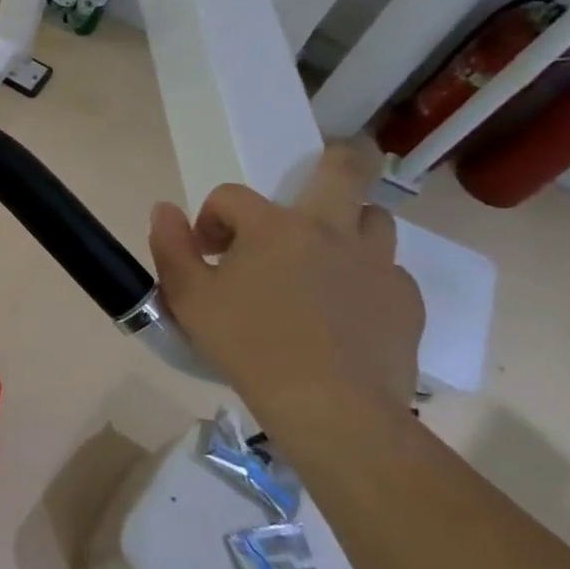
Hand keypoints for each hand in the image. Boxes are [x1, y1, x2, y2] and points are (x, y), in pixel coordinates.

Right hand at [148, 140, 424, 413]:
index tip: (207, 253)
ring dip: (347, 226)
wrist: (330, 409)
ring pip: (373, 219)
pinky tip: (346, 311)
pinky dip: (365, 279)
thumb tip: (164, 209)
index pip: (232, 196)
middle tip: (316, 177)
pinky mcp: (405, 301)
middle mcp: (330, 231)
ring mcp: (376, 265)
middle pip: (345, 169)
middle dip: (335, 159)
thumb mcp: (188, 298)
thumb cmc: (248, 347)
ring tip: (323, 258)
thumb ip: (170, 247)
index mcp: (273, 227)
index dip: (211, 217)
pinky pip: (388, 273)